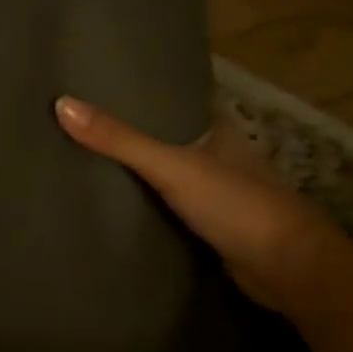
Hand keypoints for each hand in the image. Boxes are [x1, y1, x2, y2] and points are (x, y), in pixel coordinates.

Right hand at [54, 95, 340, 310]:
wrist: (291, 272)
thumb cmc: (238, 205)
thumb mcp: (172, 166)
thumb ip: (119, 140)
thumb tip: (61, 104)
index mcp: (217, 128)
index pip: (174, 97)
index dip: (140, 88)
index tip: (97, 80)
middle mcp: (217, 153)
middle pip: (164, 133)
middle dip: (127, 128)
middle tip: (76, 117)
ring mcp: (214, 189)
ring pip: (164, 168)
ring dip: (133, 165)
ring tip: (80, 152)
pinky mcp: (207, 223)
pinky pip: (164, 201)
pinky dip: (140, 198)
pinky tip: (108, 197)